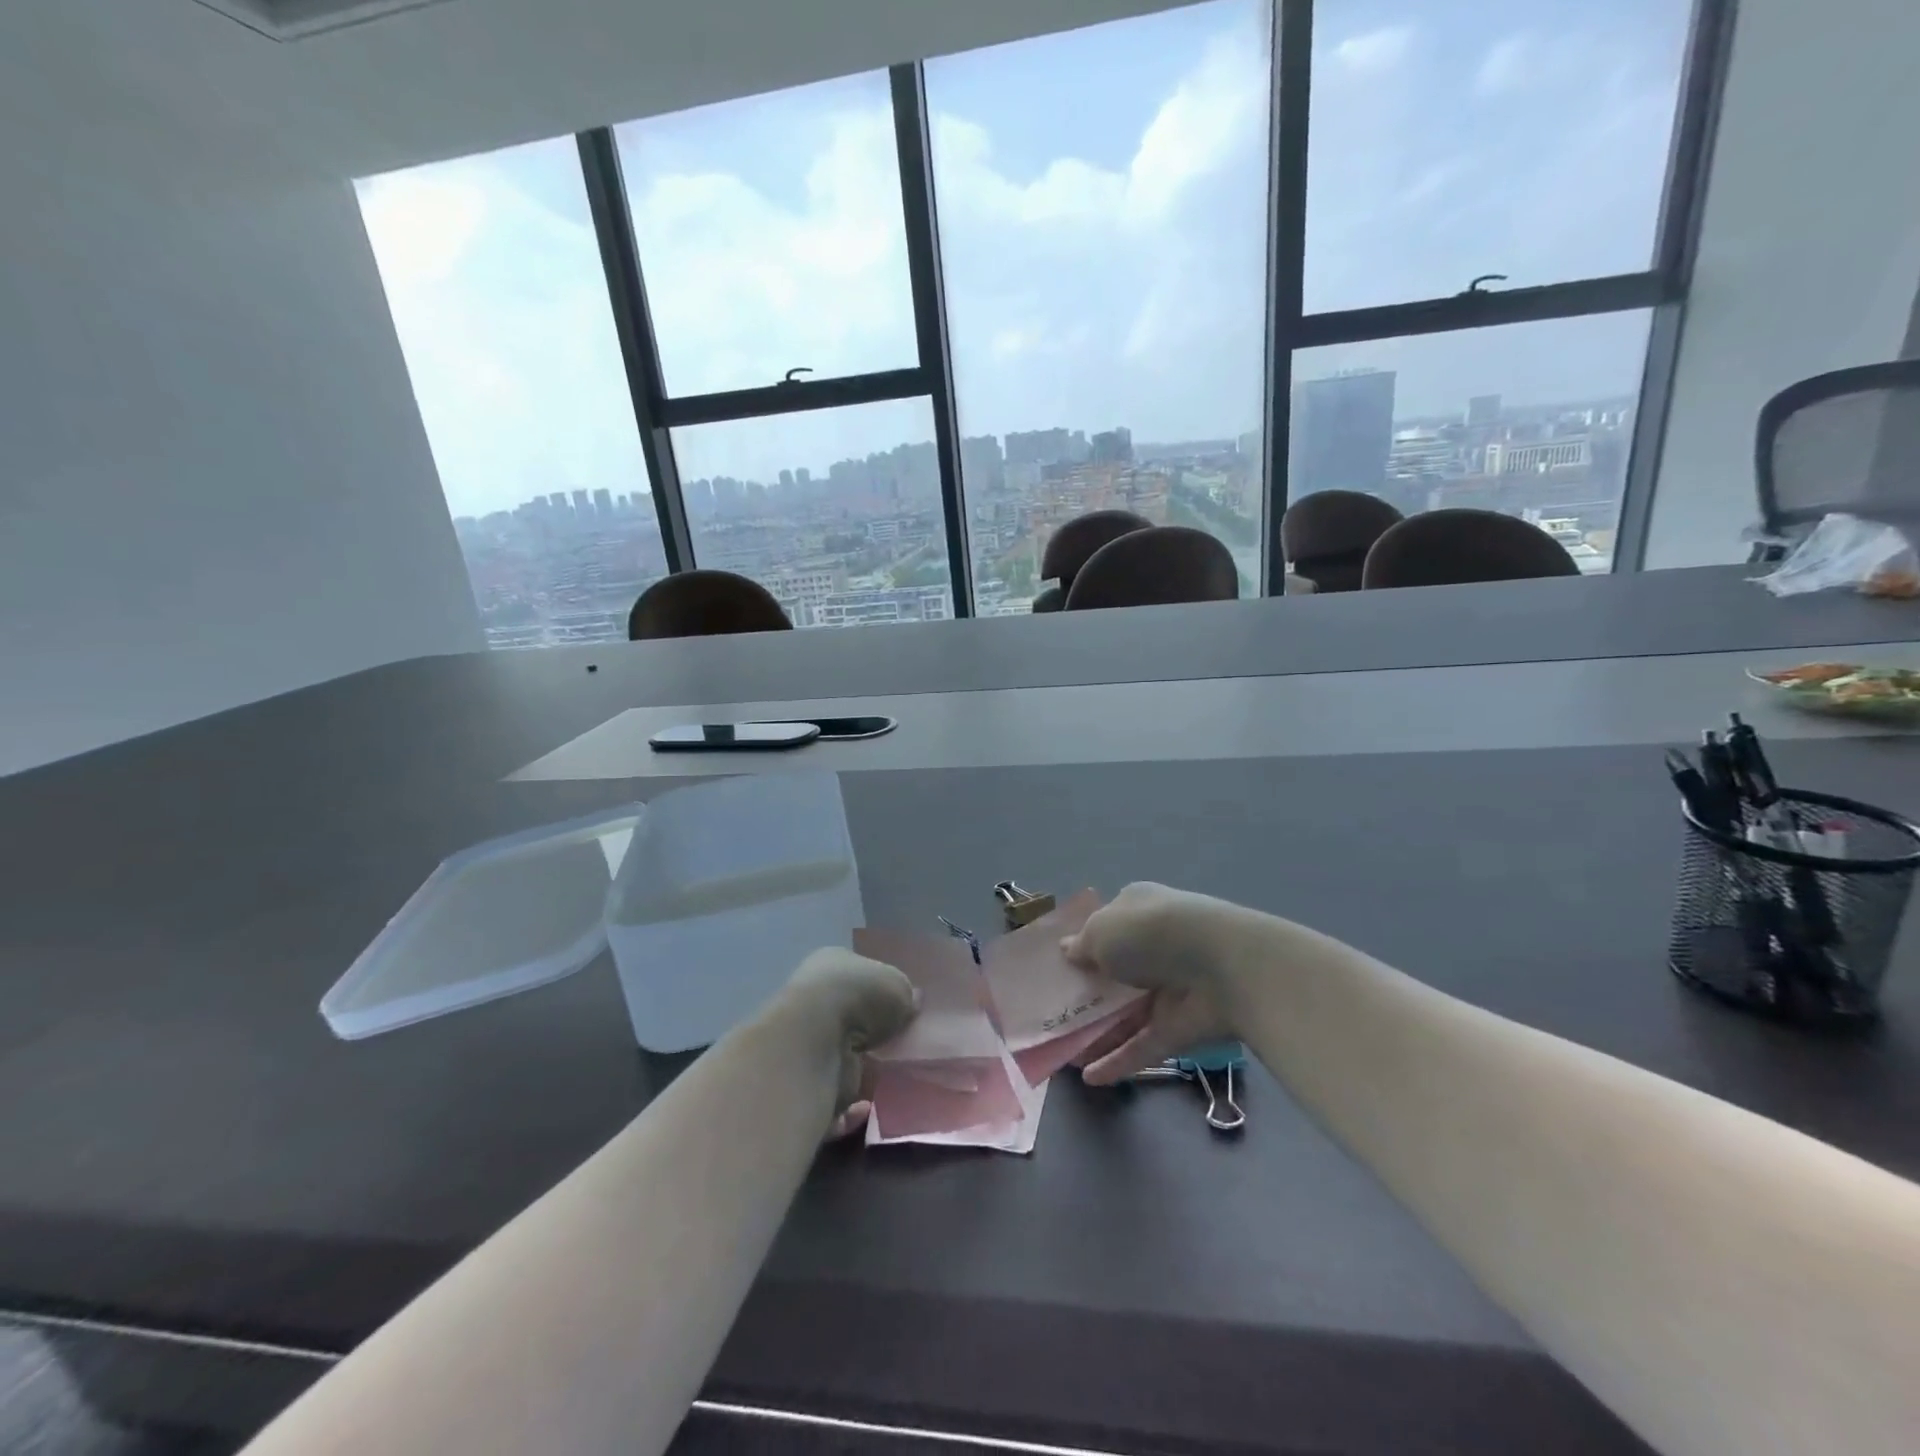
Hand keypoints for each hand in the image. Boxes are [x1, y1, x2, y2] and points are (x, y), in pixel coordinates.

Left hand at [776, 948, 917, 1138]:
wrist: (815, 1041)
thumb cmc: (859, 997)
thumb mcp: (897, 985)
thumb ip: (906, 996)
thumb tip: (911, 1003)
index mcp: (830, 965)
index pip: (858, 976)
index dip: (879, 992)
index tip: (901, 1012)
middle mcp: (812, 1000)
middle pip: (848, 1019)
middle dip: (871, 1035)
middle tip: (899, 1048)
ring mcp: (804, 1043)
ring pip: (838, 1059)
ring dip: (861, 1071)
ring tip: (890, 1079)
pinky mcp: (801, 1084)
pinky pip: (829, 1099)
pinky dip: (849, 1109)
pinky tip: (868, 1107)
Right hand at [1062, 883, 1248, 1085]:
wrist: (1224, 966)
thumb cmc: (1151, 932)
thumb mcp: (1102, 930)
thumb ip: (1082, 945)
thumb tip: (1068, 951)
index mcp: (1137, 910)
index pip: (1108, 926)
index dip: (1083, 945)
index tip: (1057, 968)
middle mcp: (1154, 947)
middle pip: (1115, 973)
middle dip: (1087, 992)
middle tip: (1052, 1013)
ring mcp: (1169, 990)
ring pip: (1127, 1014)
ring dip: (1098, 1032)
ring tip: (1063, 1053)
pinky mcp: (1179, 1028)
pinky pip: (1143, 1046)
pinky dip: (1118, 1062)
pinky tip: (1090, 1079)